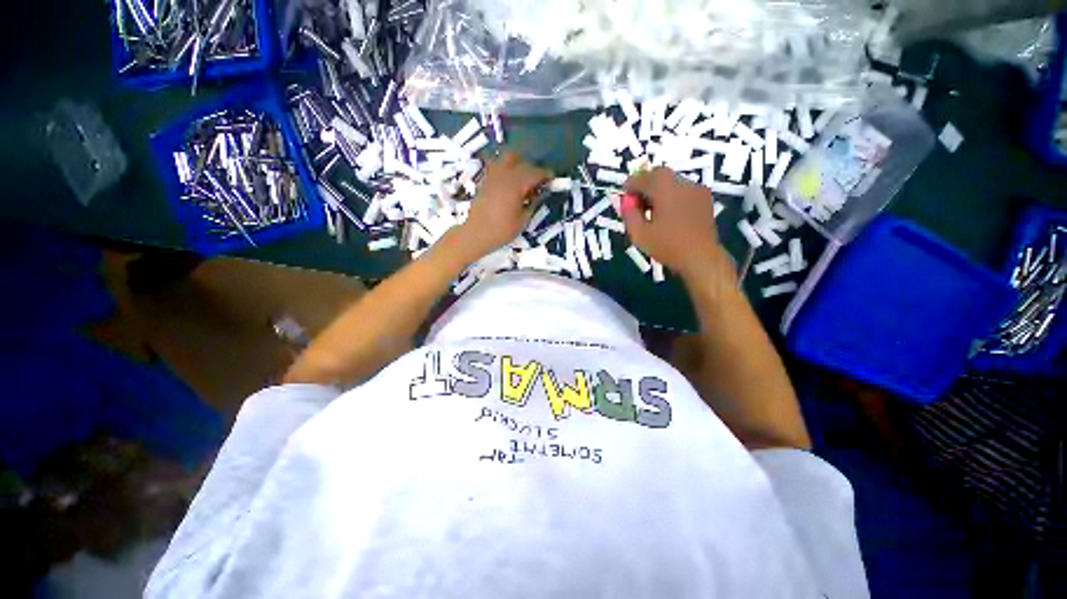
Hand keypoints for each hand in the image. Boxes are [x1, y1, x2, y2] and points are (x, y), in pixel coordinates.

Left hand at [457, 152, 550, 257]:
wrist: (475, 234)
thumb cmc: (501, 231)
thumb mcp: (522, 221)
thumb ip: (533, 204)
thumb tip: (539, 194)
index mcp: (515, 185)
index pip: (534, 172)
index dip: (545, 175)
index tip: (552, 179)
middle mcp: (504, 175)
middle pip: (522, 162)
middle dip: (533, 169)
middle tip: (539, 182)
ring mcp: (492, 176)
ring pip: (507, 158)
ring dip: (518, 164)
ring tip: (523, 178)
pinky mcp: (485, 181)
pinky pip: (497, 166)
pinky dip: (506, 169)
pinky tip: (510, 183)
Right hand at [619, 168, 723, 280]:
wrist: (701, 257)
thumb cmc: (667, 246)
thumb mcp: (639, 233)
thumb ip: (629, 214)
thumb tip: (625, 202)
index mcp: (663, 187)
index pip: (640, 178)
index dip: (629, 187)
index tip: (623, 200)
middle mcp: (681, 182)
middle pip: (658, 175)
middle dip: (644, 185)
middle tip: (636, 203)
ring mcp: (696, 188)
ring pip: (671, 181)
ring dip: (658, 190)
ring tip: (651, 211)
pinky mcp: (704, 198)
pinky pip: (683, 190)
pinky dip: (671, 196)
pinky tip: (668, 214)